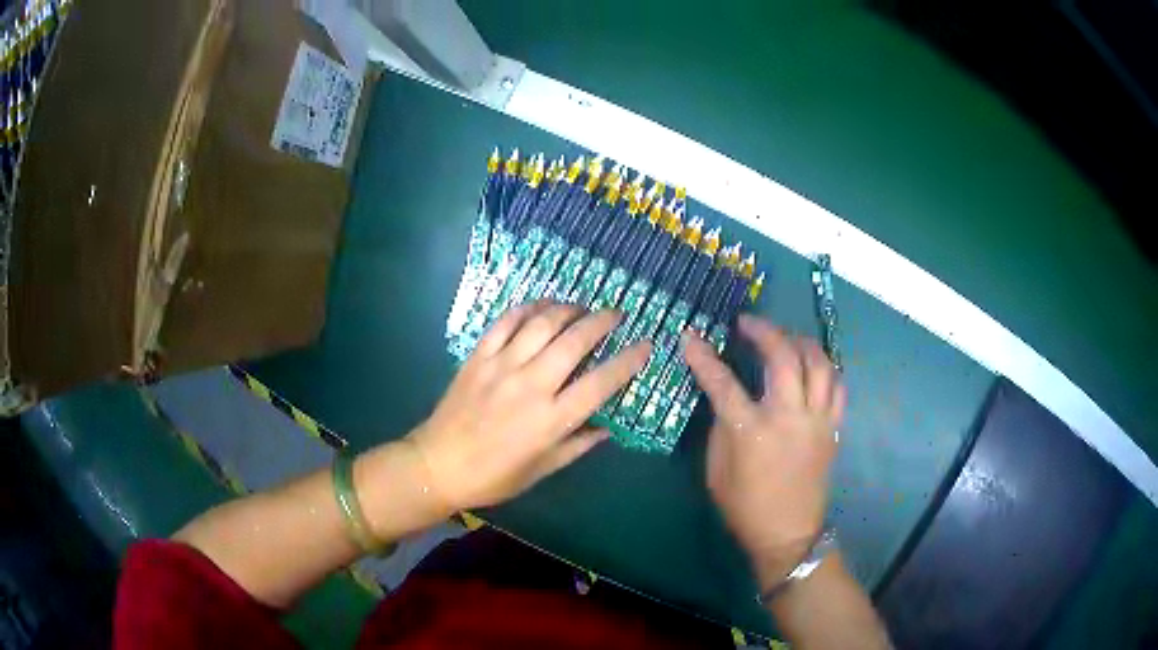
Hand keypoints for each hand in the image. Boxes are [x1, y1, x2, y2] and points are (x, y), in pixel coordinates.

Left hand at [408, 301, 650, 511]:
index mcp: (551, 419)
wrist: (438, 464)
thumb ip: (578, 444)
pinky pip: (506, 322)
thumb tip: (608, 427)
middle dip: (602, 321)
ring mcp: (502, 366)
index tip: (646, 344)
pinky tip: (541, 306)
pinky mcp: (479, 356)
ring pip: (542, 323)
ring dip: (568, 308)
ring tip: (581, 307)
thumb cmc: (494, 476)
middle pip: (575, 341)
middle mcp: (531, 385)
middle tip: (616, 314)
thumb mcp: (543, 469)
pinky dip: (527, 308)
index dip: (629, 360)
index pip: (601, 382)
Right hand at [684, 314, 844, 589]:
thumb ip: (722, 425)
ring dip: (800, 342)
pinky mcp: (832, 428)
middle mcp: (788, 417)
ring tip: (784, 336)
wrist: (787, 534)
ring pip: (819, 364)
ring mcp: (816, 420)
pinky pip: (836, 386)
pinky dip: (824, 367)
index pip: (723, 382)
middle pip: (783, 357)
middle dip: (764, 331)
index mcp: (752, 431)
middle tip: (748, 323)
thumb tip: (724, 395)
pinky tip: (812, 364)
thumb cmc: (744, 506)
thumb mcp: (716, 469)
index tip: (689, 336)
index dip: (703, 357)